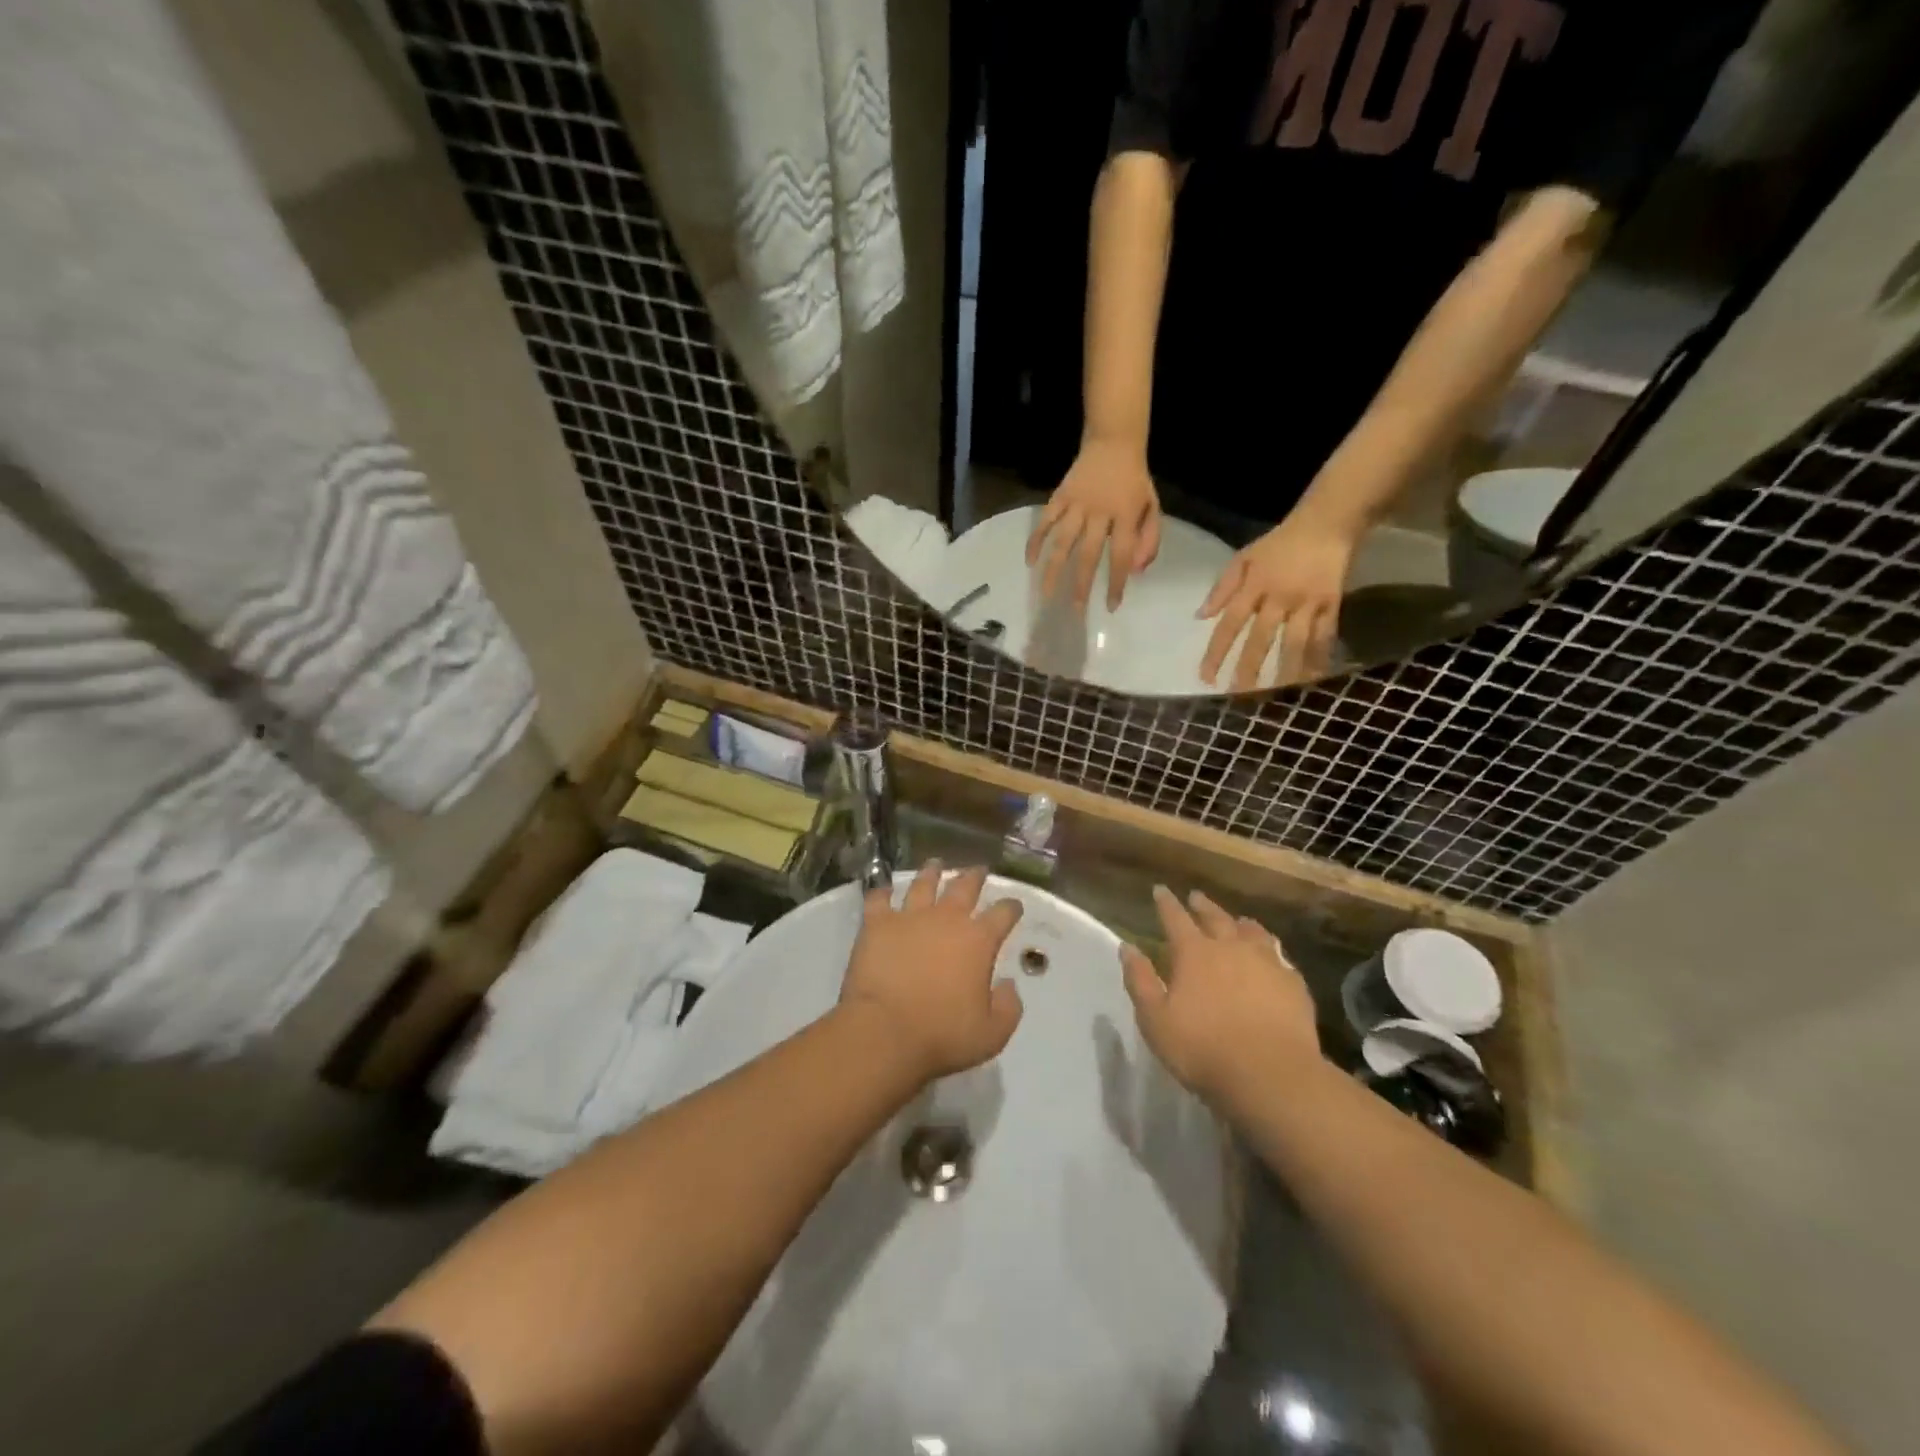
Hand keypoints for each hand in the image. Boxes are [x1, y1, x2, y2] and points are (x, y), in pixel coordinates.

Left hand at [838, 861, 1024, 1081]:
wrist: (885, 1032)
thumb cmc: (942, 1035)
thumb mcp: (992, 1034)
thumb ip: (1008, 1007)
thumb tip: (1009, 985)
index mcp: (978, 941)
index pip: (1003, 913)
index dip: (1011, 907)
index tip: (1014, 906)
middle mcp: (947, 919)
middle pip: (964, 887)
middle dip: (975, 876)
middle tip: (978, 869)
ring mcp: (909, 917)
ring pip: (923, 884)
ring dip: (932, 872)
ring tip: (935, 864)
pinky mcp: (877, 924)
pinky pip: (879, 899)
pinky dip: (883, 892)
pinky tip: (885, 889)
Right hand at [1026, 438, 1161, 610]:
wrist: (1114, 442)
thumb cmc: (1134, 481)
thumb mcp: (1152, 507)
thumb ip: (1149, 540)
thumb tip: (1135, 572)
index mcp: (1126, 514)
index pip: (1121, 555)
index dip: (1116, 582)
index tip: (1111, 606)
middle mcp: (1099, 511)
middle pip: (1088, 554)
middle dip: (1081, 584)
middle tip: (1076, 610)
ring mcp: (1077, 504)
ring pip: (1062, 541)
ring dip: (1053, 569)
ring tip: (1046, 593)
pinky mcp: (1060, 496)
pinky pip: (1045, 521)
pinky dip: (1036, 540)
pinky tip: (1030, 562)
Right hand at [1120, 885, 1319, 1105]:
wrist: (1271, 1076)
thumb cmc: (1203, 1049)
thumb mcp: (1155, 1020)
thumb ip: (1141, 981)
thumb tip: (1127, 948)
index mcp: (1194, 953)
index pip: (1175, 918)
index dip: (1166, 903)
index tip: (1160, 890)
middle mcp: (1231, 948)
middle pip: (1215, 918)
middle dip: (1202, 906)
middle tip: (1196, 897)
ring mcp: (1267, 963)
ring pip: (1252, 932)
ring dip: (1240, 923)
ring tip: (1238, 920)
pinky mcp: (1293, 984)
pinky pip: (1279, 956)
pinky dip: (1270, 949)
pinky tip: (1272, 956)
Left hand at [1197, 512, 1356, 689]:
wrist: (1327, 524)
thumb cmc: (1279, 544)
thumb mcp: (1244, 558)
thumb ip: (1222, 588)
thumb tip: (1200, 617)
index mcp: (1253, 586)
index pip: (1229, 624)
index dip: (1217, 652)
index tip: (1206, 677)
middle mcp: (1279, 597)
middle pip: (1261, 638)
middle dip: (1249, 669)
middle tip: (1238, 695)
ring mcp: (1308, 602)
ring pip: (1295, 642)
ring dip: (1285, 670)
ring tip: (1276, 695)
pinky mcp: (1333, 603)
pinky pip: (1325, 636)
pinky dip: (1318, 657)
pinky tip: (1311, 678)